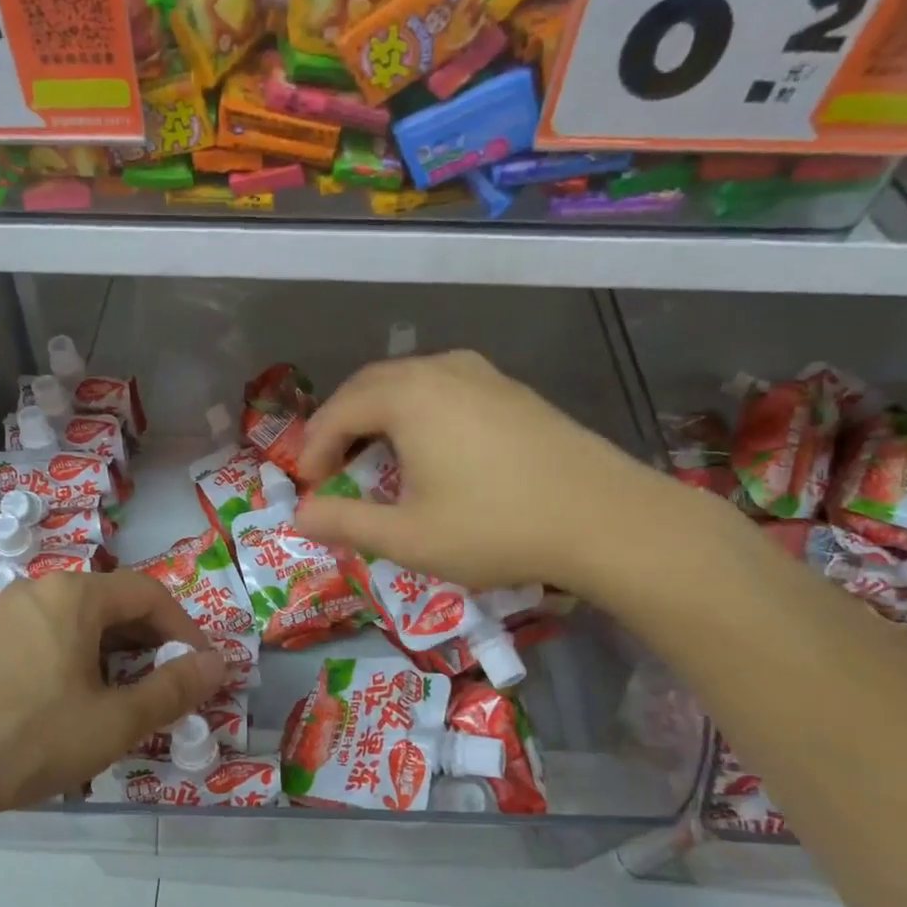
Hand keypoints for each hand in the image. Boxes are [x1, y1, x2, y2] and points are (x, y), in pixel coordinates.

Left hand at [0, 571, 227, 868]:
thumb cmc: (26, 737)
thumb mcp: (111, 721)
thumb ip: (171, 690)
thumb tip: (218, 664)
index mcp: (74, 596)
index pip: (150, 594)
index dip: (184, 630)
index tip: (200, 670)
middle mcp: (36, 592)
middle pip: (111, 606)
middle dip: (147, 646)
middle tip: (163, 690)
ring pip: (73, 627)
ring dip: (108, 658)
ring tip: (116, 705)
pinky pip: (39, 643)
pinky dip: (69, 666)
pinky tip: (61, 711)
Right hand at [294, 350, 701, 602]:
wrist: (607, 519)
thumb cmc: (496, 527)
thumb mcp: (409, 537)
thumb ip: (346, 523)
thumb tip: (299, 516)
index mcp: (408, 396)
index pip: (339, 411)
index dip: (314, 448)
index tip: (309, 486)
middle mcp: (441, 370)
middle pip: (370, 386)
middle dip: (341, 425)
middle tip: (332, 468)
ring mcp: (483, 375)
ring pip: (409, 383)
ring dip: (379, 416)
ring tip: (374, 458)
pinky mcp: (513, 391)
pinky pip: (444, 390)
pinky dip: (417, 414)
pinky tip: (430, 450)